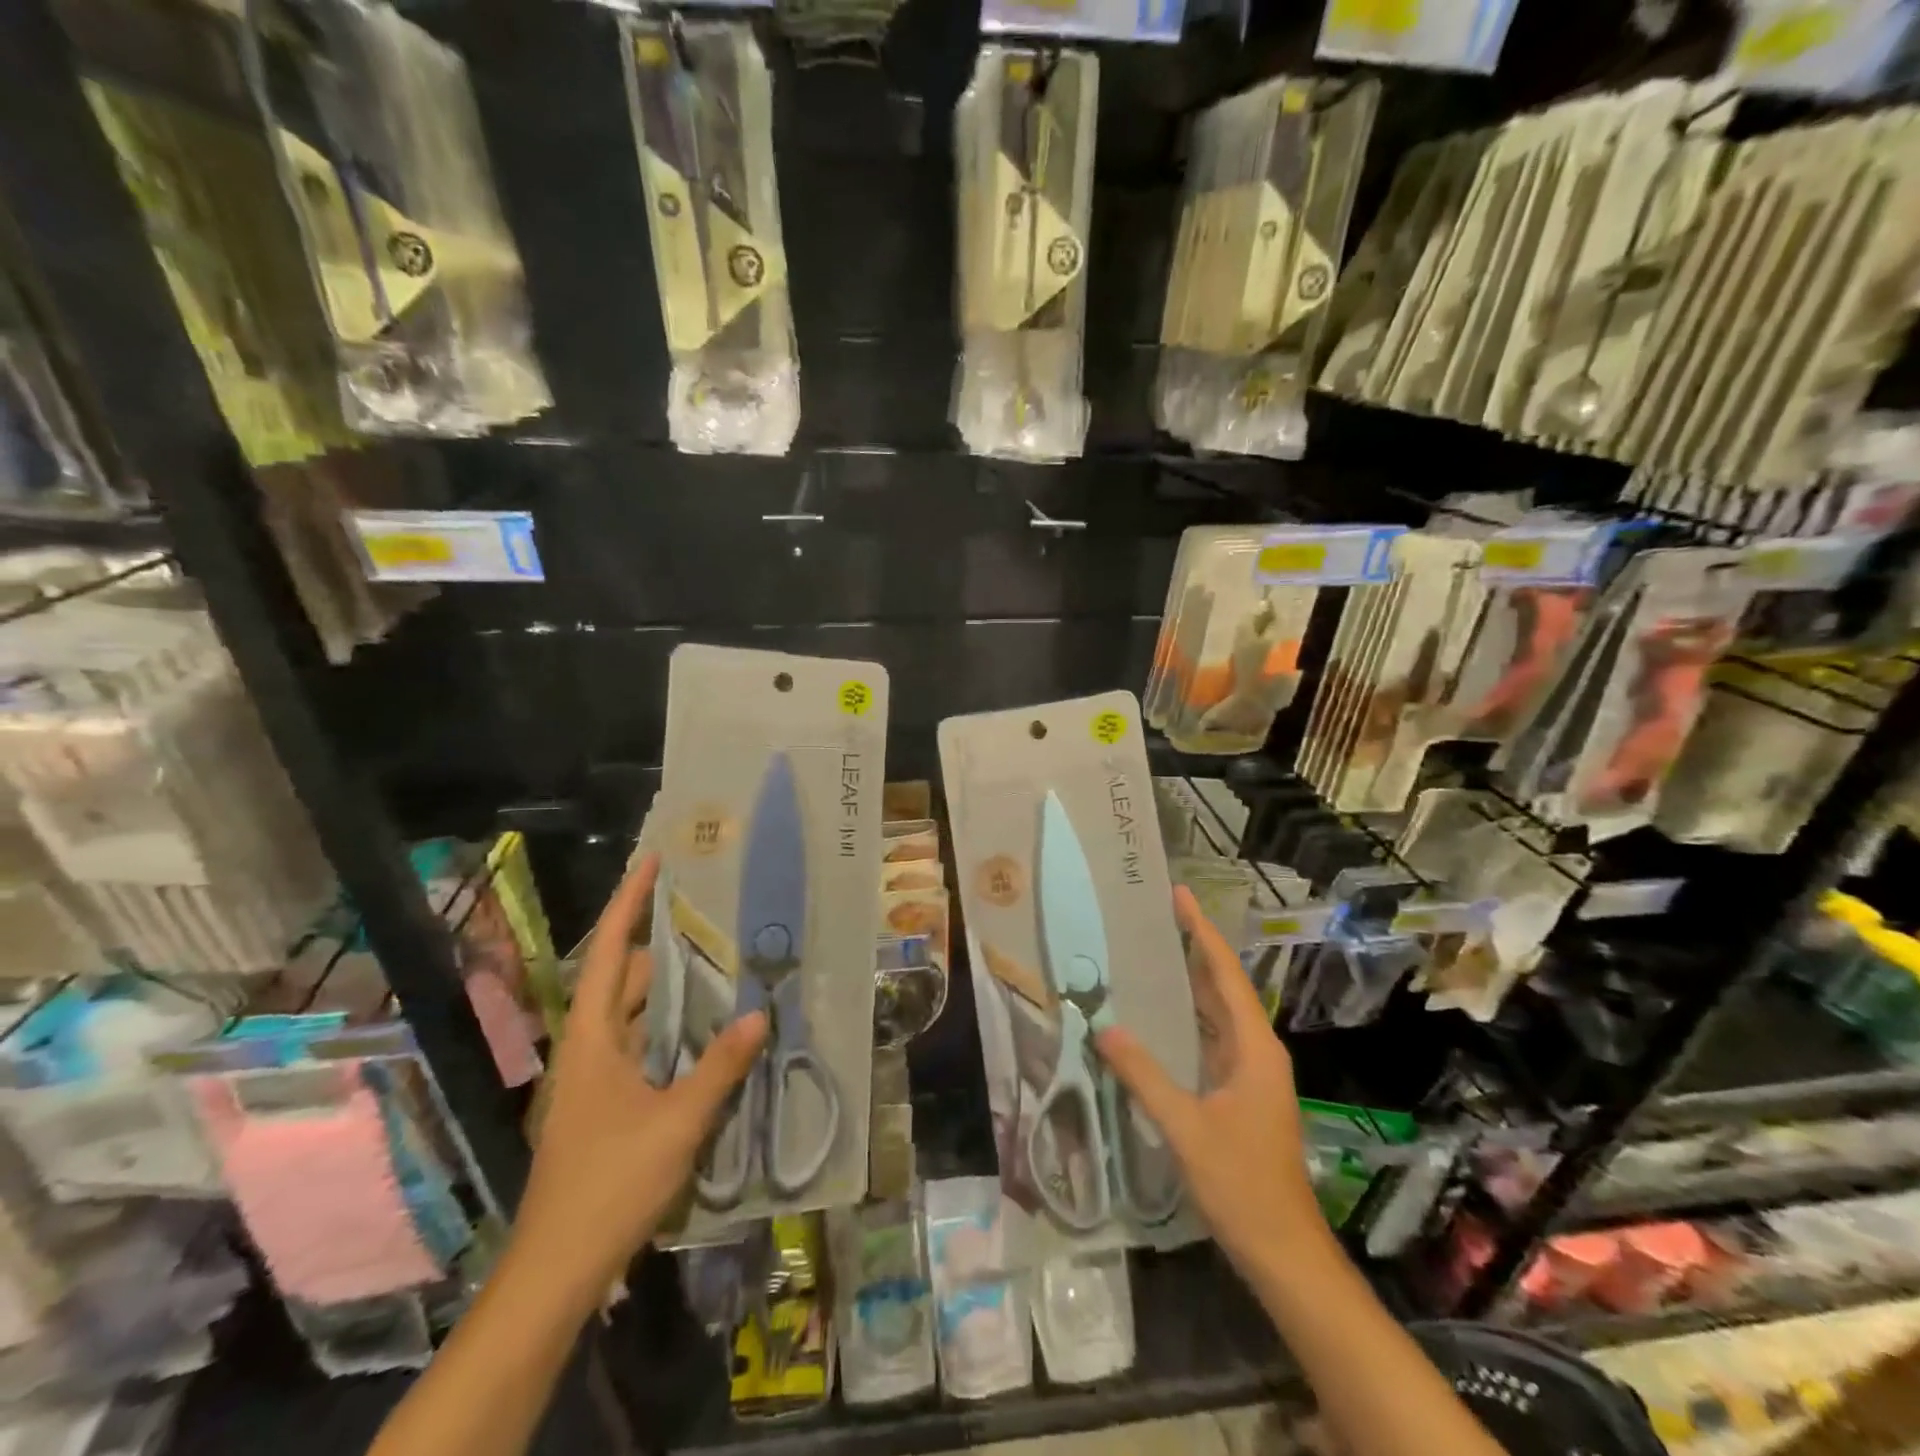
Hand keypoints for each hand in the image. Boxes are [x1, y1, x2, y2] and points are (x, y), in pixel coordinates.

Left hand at [511, 853, 766, 1295]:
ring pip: (637, 1014)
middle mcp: (590, 1047)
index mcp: (592, 1037)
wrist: (557, 1269)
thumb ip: (719, 1066)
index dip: (628, 903)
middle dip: (668, 947)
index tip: (654, 861)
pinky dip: (674, 1029)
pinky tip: (712, 1033)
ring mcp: (597, 1077)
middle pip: (627, 978)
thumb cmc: (609, 1184)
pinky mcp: (608, 1102)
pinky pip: (645, 1046)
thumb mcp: (677, 1122)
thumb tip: (758, 1013)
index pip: (607, 952)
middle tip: (719, 922)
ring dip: (675, 992)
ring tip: (726, 968)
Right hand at [1096, 886, 1323, 1278]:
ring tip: (1152, 952)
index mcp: (1254, 1048)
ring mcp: (1251, 1074)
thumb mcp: (1186, 1127)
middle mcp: (1256, 1051)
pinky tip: (1160, 1017)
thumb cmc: (1242, 1185)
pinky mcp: (1240, 1094)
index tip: (1178, 896)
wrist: (1284, 1252)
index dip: (1201, 932)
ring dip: (1191, 982)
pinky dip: (1188, 1018)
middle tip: (1156, 916)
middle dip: (1194, 949)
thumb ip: (1144, 1075)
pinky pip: (1212, 1039)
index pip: (1225, 974)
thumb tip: (1105, 1028)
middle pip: (1224, 987)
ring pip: (1218, 1014)